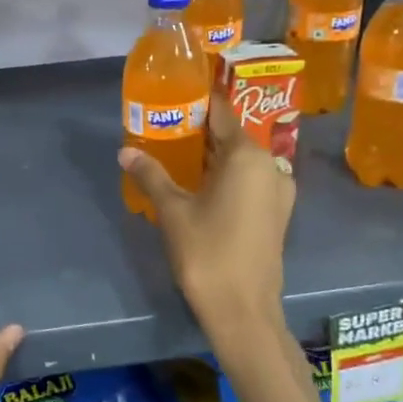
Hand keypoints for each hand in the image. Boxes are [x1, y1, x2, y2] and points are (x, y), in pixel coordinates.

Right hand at [120, 88, 294, 359]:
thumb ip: (151, 175)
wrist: (243, 310)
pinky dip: (225, 174)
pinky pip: (248, 179)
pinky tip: (198, 182)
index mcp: (247, 156)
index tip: (174, 91)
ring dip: (212, 153)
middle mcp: (270, 166)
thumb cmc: (207, 252)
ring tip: (176, 149)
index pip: (222, 112)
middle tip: (165, 122)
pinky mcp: (275, 213)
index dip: (198, 100)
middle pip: (231, 135)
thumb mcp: (172, 210)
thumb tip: (125, 151)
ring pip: (241, 159)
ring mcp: (277, 191)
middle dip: (200, 128)